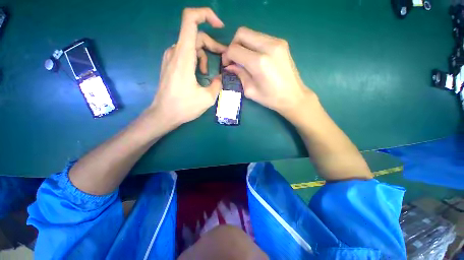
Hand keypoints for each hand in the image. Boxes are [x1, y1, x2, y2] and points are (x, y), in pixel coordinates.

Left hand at [148, 8, 225, 130]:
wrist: (164, 114)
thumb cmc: (184, 107)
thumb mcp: (207, 98)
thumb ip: (217, 84)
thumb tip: (221, 77)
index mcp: (184, 56)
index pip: (190, 20)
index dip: (206, 15)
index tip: (220, 26)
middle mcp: (175, 51)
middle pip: (196, 35)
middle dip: (212, 45)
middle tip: (223, 58)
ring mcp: (171, 57)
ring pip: (191, 46)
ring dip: (204, 56)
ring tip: (208, 74)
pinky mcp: (170, 64)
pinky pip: (186, 54)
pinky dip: (196, 60)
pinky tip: (199, 74)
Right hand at [222, 27, 315, 120]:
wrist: (293, 96)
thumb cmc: (271, 98)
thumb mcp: (250, 90)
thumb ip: (239, 75)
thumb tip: (230, 66)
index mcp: (259, 62)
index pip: (234, 49)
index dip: (227, 56)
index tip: (227, 65)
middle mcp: (268, 47)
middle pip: (242, 33)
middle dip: (233, 45)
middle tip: (234, 59)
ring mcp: (277, 42)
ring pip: (251, 33)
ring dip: (243, 44)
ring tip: (244, 59)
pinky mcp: (281, 43)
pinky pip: (261, 37)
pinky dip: (253, 45)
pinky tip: (255, 58)